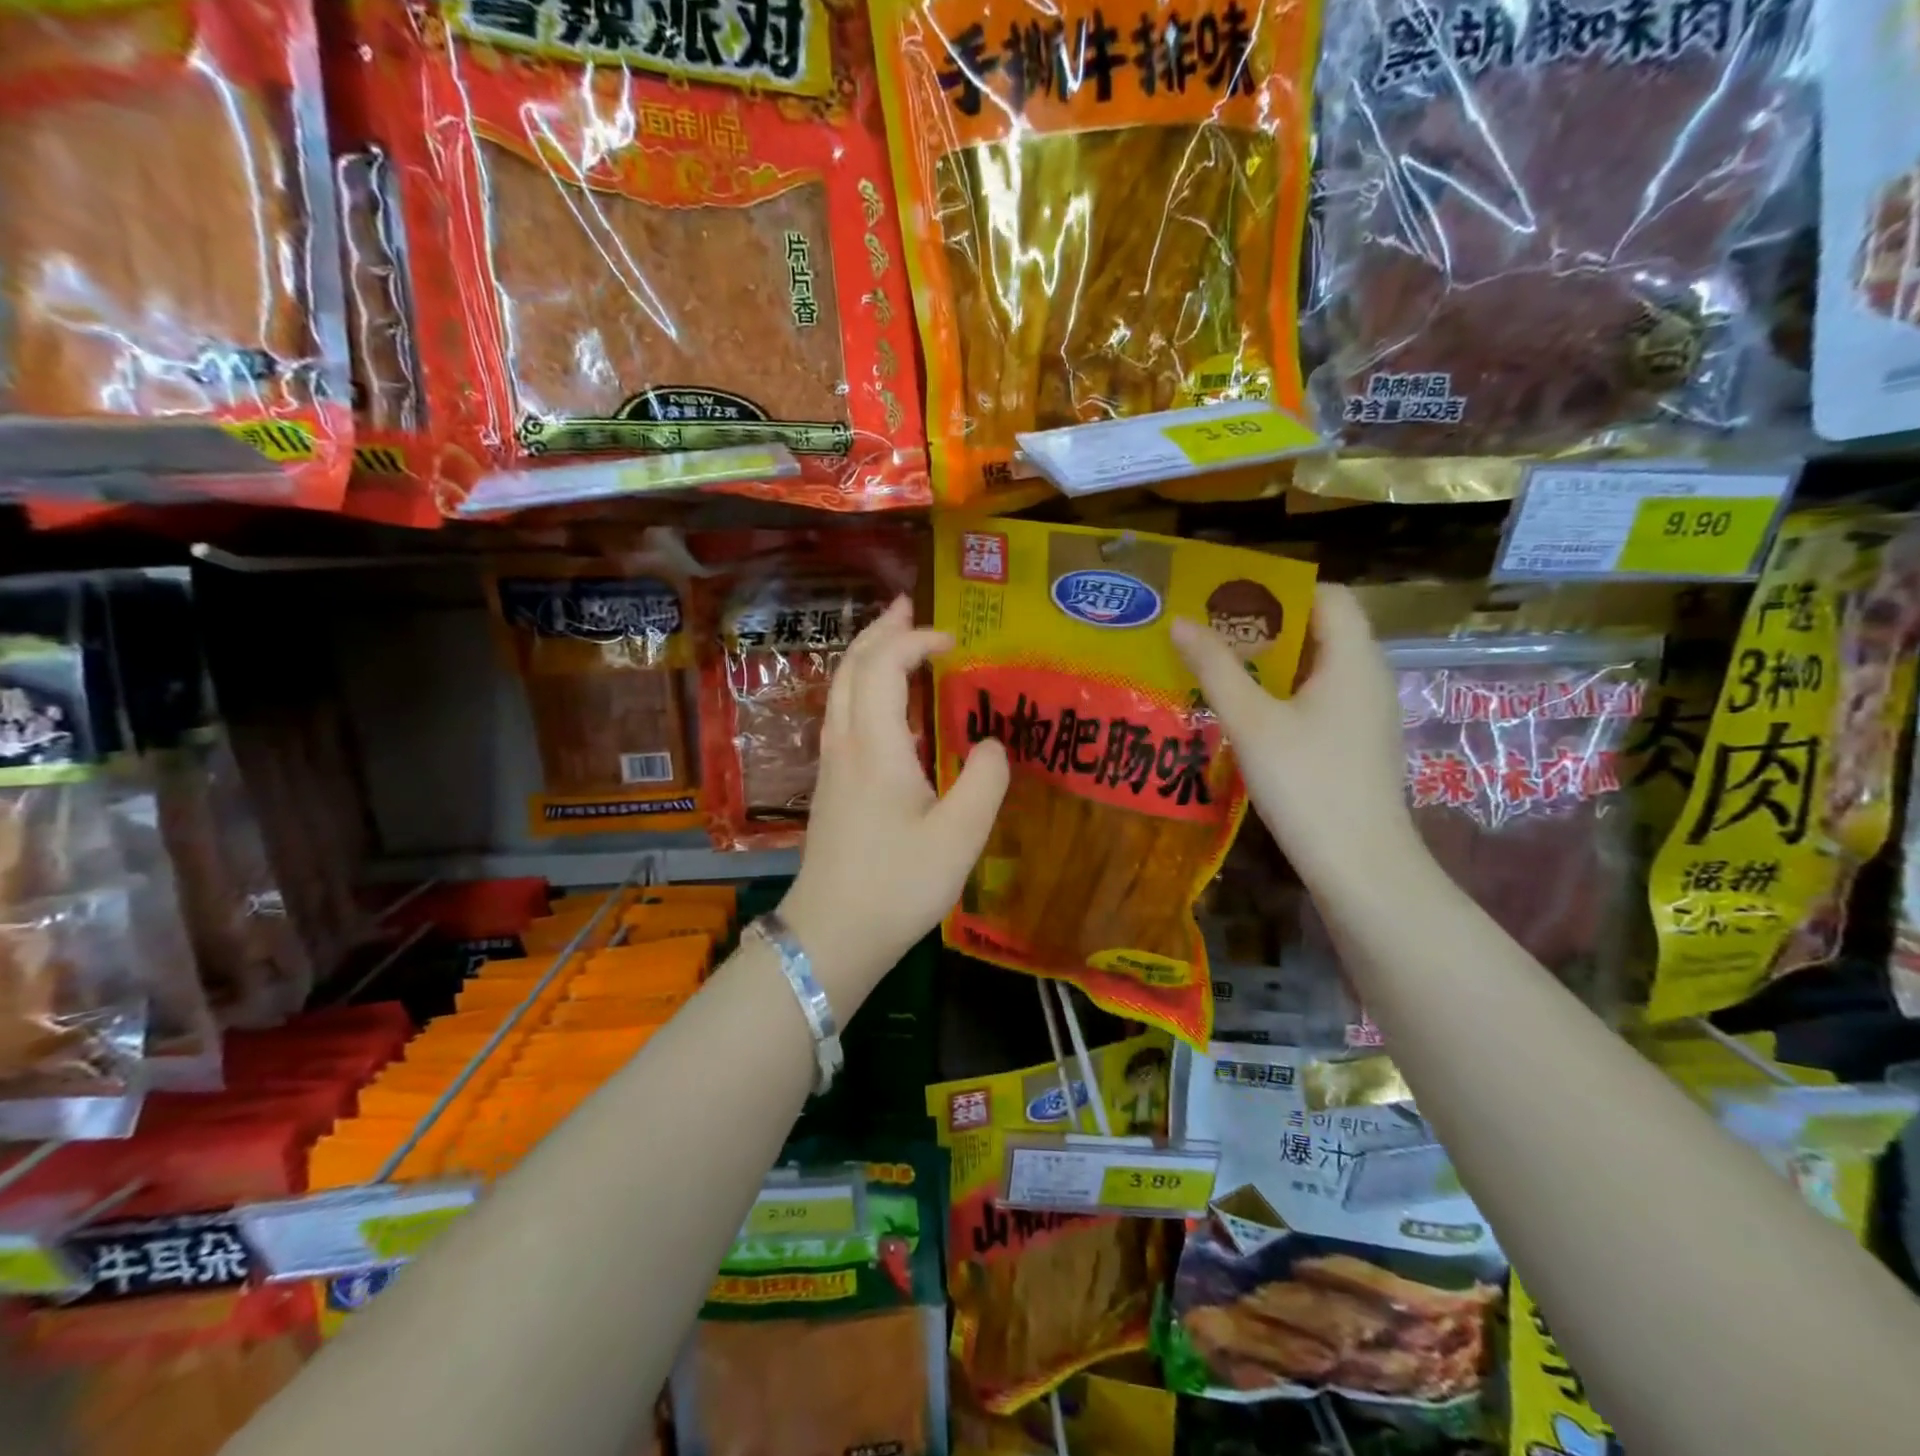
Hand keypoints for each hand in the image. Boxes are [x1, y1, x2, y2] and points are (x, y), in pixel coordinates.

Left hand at [780, 597, 1008, 1009]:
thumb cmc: (898, 885)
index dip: (916, 641)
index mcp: (875, 745)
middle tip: (908, 607)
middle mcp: (845, 743)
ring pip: (840, 690)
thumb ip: (985, 780)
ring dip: (866, 656)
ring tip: (895, 641)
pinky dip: (862, 688)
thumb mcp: (960, 836)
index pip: (885, 667)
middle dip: (880, 631)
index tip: (954, 642)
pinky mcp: (830, 787)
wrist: (832, 935)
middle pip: (852, 667)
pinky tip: (884, 706)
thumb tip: (991, 744)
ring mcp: (832, 765)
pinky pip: (841, 715)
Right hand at [1171, 584, 1417, 893]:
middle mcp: (1368, 675)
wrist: (1359, 864)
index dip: (1279, 589)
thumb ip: (1215, 668)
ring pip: (1317, 667)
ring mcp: (1366, 712)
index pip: (1327, 594)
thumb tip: (1179, 622)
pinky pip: (1319, 698)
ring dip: (1270, 661)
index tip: (1228, 598)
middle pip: (1320, 628)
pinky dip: (1283, 692)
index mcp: (1352, 657)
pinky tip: (1245, 712)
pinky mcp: (1357, 742)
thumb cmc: (1307, 782)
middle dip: (1265, 625)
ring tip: (1217, 666)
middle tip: (1209, 631)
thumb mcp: (1251, 721)